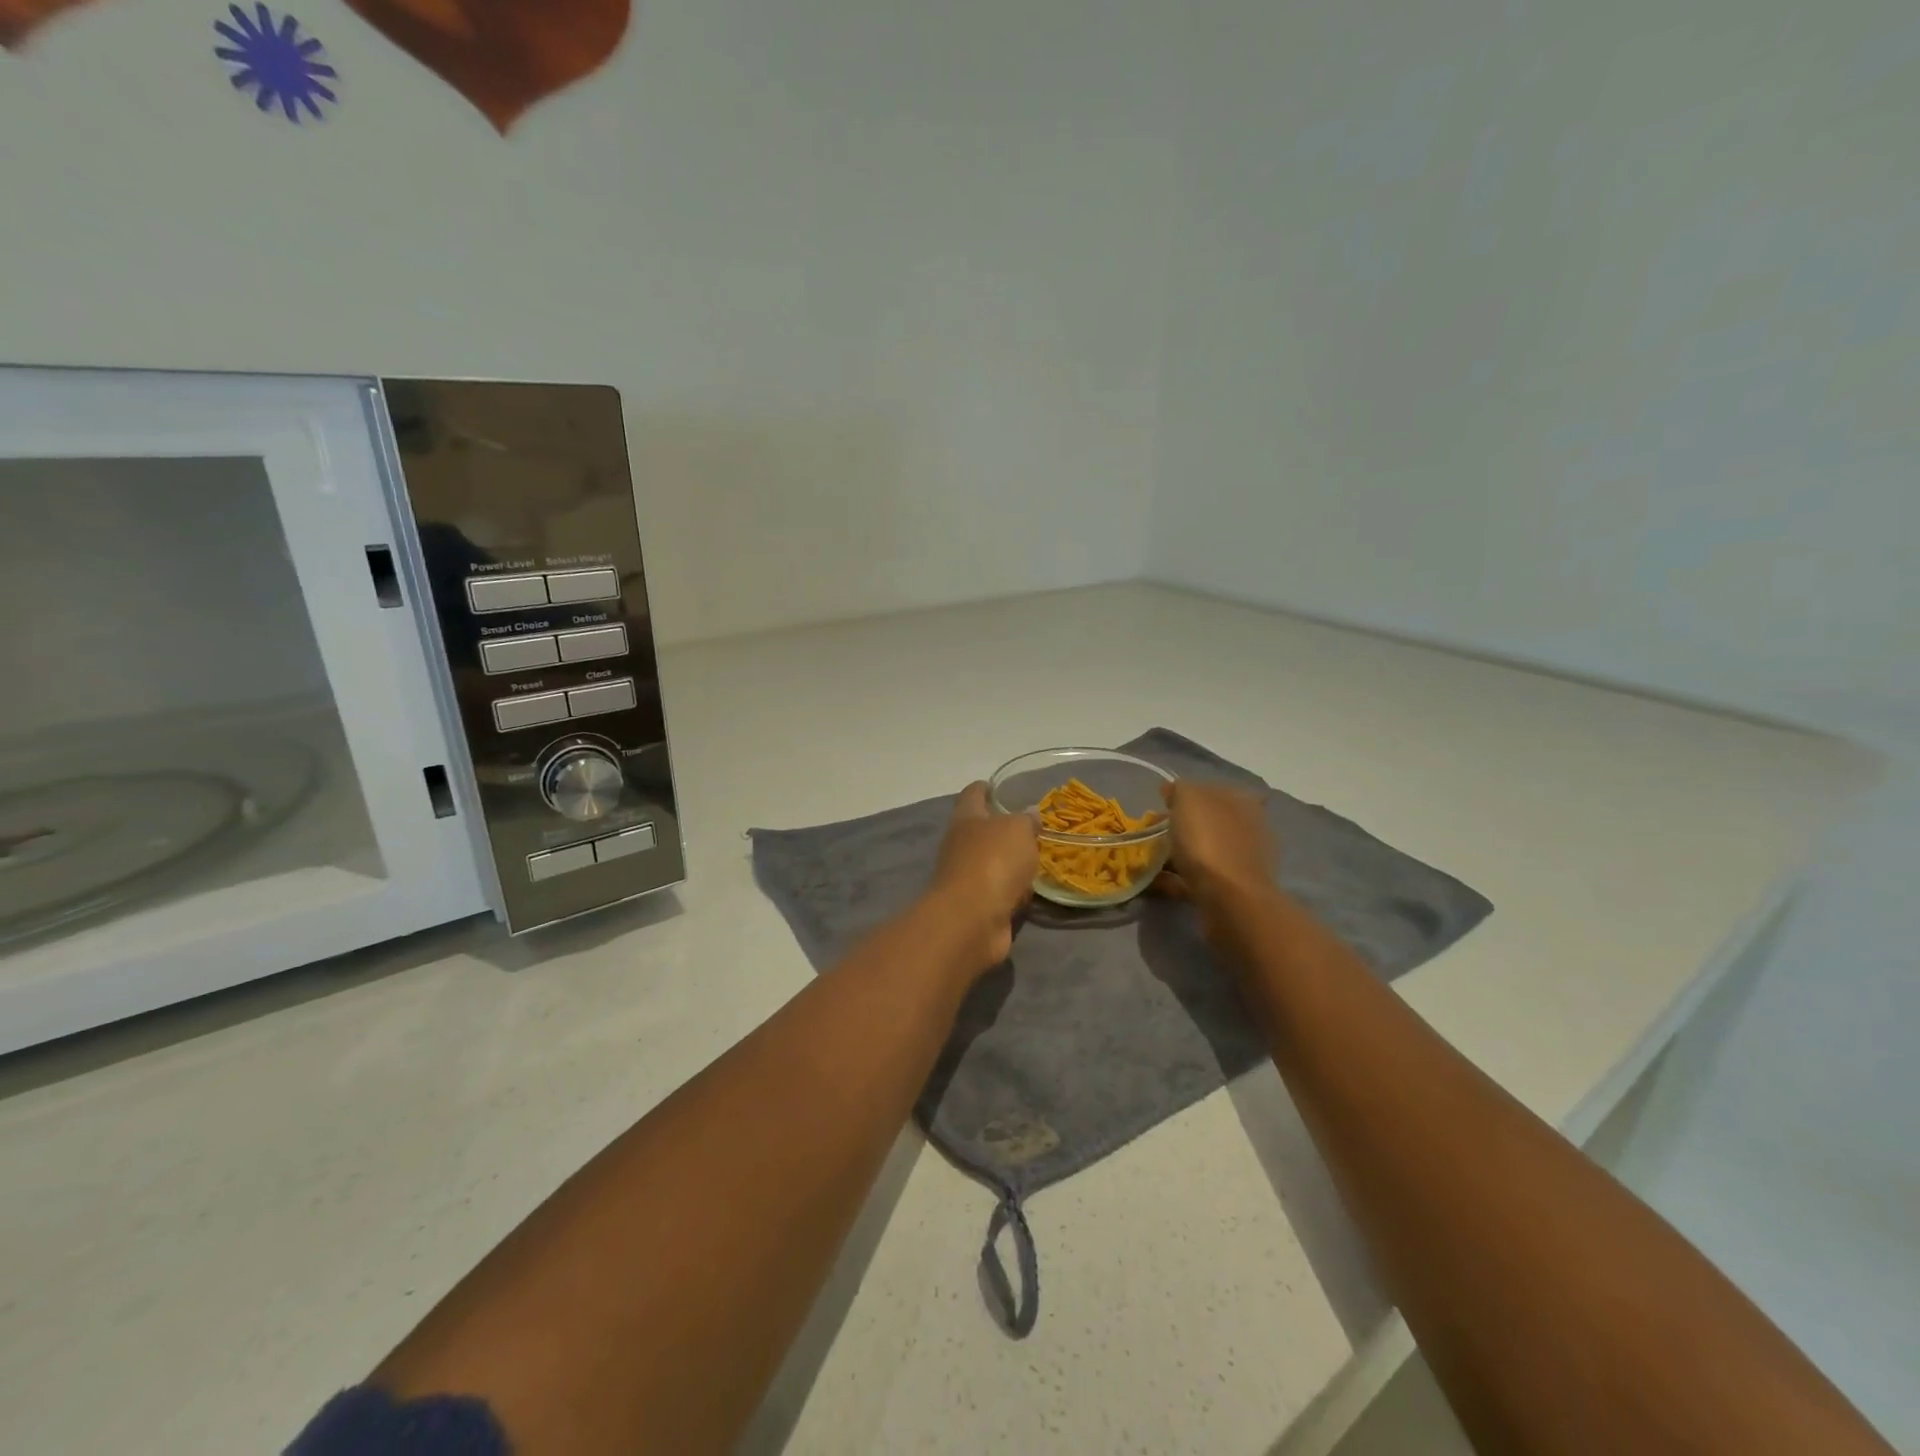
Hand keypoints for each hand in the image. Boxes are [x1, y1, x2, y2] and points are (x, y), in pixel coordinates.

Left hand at [926, 782, 1038, 967]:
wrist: (972, 920)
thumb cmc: (992, 862)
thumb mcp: (1017, 830)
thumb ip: (1026, 820)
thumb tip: (1029, 813)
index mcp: (966, 818)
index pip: (973, 794)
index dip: (985, 788)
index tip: (998, 786)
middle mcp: (962, 845)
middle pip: (982, 830)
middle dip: (1004, 828)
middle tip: (1032, 826)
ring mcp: (967, 877)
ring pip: (993, 863)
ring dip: (1011, 862)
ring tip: (1037, 857)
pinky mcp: (978, 906)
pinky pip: (1001, 892)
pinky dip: (1014, 891)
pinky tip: (1030, 891)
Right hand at [1154, 779, 1278, 923]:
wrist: (1229, 899)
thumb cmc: (1209, 840)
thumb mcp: (1188, 798)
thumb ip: (1180, 789)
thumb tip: (1173, 790)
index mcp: (1243, 801)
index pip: (1212, 790)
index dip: (1184, 796)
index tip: (1161, 805)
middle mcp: (1248, 828)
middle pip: (1207, 822)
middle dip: (1180, 826)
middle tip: (1151, 833)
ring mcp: (1242, 861)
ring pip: (1203, 851)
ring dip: (1178, 854)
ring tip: (1149, 860)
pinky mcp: (1232, 890)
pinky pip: (1198, 878)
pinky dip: (1178, 879)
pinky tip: (1158, 882)